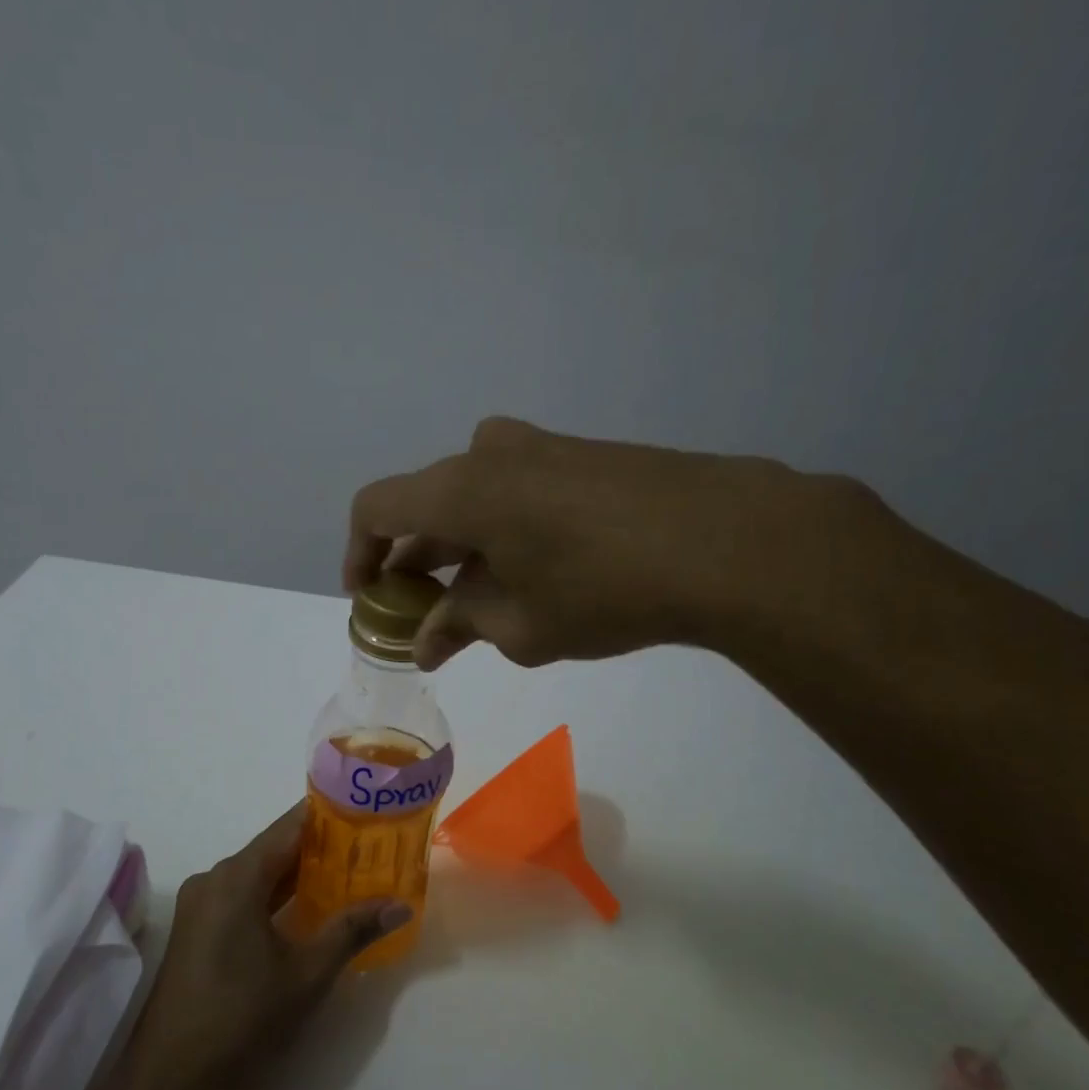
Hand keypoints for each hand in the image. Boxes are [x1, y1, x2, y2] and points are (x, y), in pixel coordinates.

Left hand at [124, 804, 410, 1089]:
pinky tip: (313, 908)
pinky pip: (245, 898)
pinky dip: (279, 898)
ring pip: (260, 875)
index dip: (330, 815)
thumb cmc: (242, 1019)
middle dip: (323, 847)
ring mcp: (202, 907)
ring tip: (353, 872)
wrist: (171, 1086)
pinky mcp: (199, 933)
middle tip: (372, 845)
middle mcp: (214, 880)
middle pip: (275, 849)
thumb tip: (401, 905)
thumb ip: (353, 930)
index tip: (369, 810)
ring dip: (302, 875)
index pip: (290, 826)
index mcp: (236, 877)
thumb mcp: (307, 973)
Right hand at [345, 417, 873, 669]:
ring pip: (474, 498)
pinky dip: (502, 531)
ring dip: (462, 548)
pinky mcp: (583, 455)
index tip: (370, 597)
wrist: (728, 541)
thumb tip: (426, 642)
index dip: (360, 553)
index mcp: (461, 489)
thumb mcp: (522, 626)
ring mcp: (542, 447)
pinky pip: (517, 490)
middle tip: (424, 614)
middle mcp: (491, 453)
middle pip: (426, 504)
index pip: (377, 508)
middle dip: (416, 561)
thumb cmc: (605, 590)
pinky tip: (532, 575)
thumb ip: (461, 626)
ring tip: (480, 604)